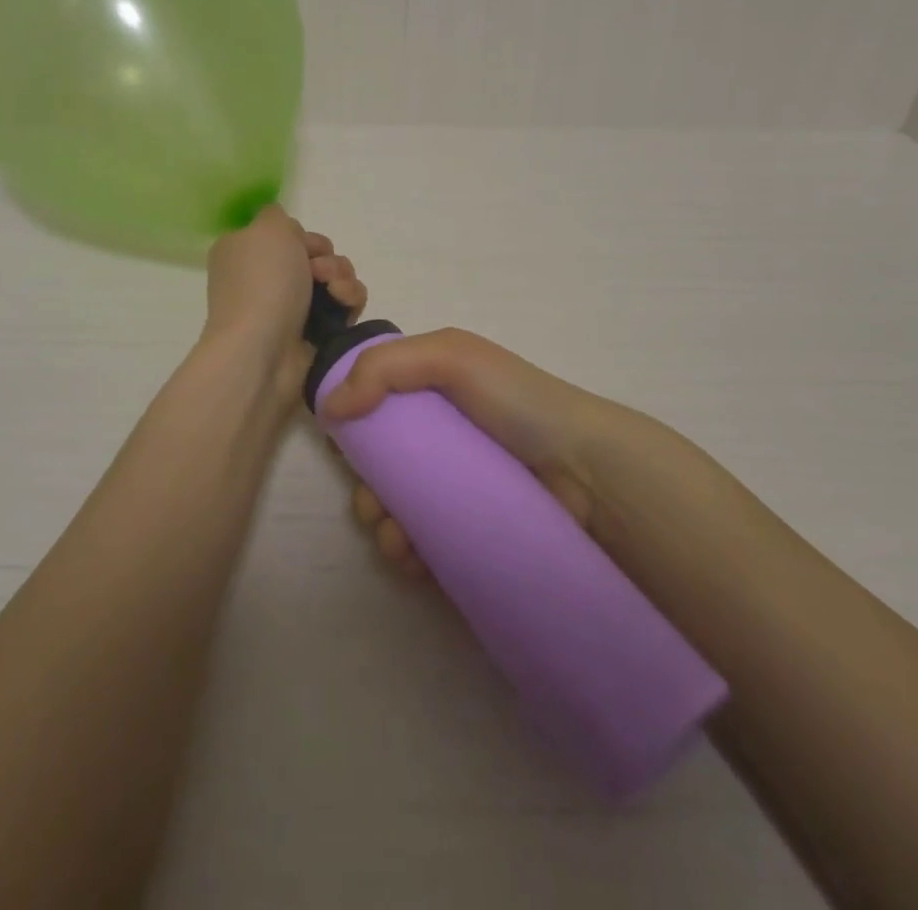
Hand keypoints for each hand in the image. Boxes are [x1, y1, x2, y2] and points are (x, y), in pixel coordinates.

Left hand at [203, 204, 366, 402]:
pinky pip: (344, 305)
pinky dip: (349, 301)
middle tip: (317, 271)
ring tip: (334, 292)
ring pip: (335, 277)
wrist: (263, 351)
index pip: (286, 234)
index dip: (301, 236)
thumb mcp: (266, 228)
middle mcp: (266, 278)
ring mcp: (291, 307)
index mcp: (245, 252)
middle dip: (326, 257)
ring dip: (342, 277)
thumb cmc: (262, 283)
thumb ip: (277, 215)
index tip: (302, 245)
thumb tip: (284, 229)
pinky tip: (344, 308)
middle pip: (315, 254)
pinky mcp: (315, 332)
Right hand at [317, 329, 602, 577]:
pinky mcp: (468, 534)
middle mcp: (439, 443)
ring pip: (396, 512)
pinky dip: (407, 555)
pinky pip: (423, 548)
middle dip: (365, 491)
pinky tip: (413, 560)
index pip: (375, 413)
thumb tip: (330, 408)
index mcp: (431, 397)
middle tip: (374, 506)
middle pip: (380, 469)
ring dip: (381, 528)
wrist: (587, 473)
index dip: (353, 431)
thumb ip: (384, 367)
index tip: (343, 452)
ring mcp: (454, 491)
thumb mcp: (452, 357)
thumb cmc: (517, 403)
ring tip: (397, 541)